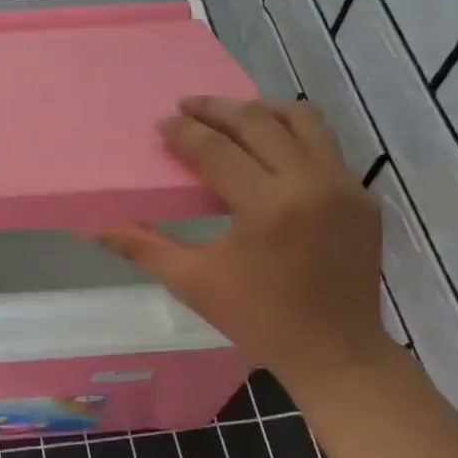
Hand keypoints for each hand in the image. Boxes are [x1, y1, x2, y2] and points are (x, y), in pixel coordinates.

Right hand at [101, 96, 397, 393]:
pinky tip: (271, 150)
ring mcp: (344, 187)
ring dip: (262, 110)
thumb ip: (142, 247)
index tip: (162, 123)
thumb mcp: (193, 283)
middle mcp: (310, 183)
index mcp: (267, 206)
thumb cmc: (259, 319)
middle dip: (217, 108)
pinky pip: (326, 147)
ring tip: (231, 114)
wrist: (337, 353)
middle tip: (187, 104)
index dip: (184, 133)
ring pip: (303, 121)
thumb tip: (94, 228)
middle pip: (258, 122)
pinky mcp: (363, 197)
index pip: (216, 150)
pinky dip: (294, 136)